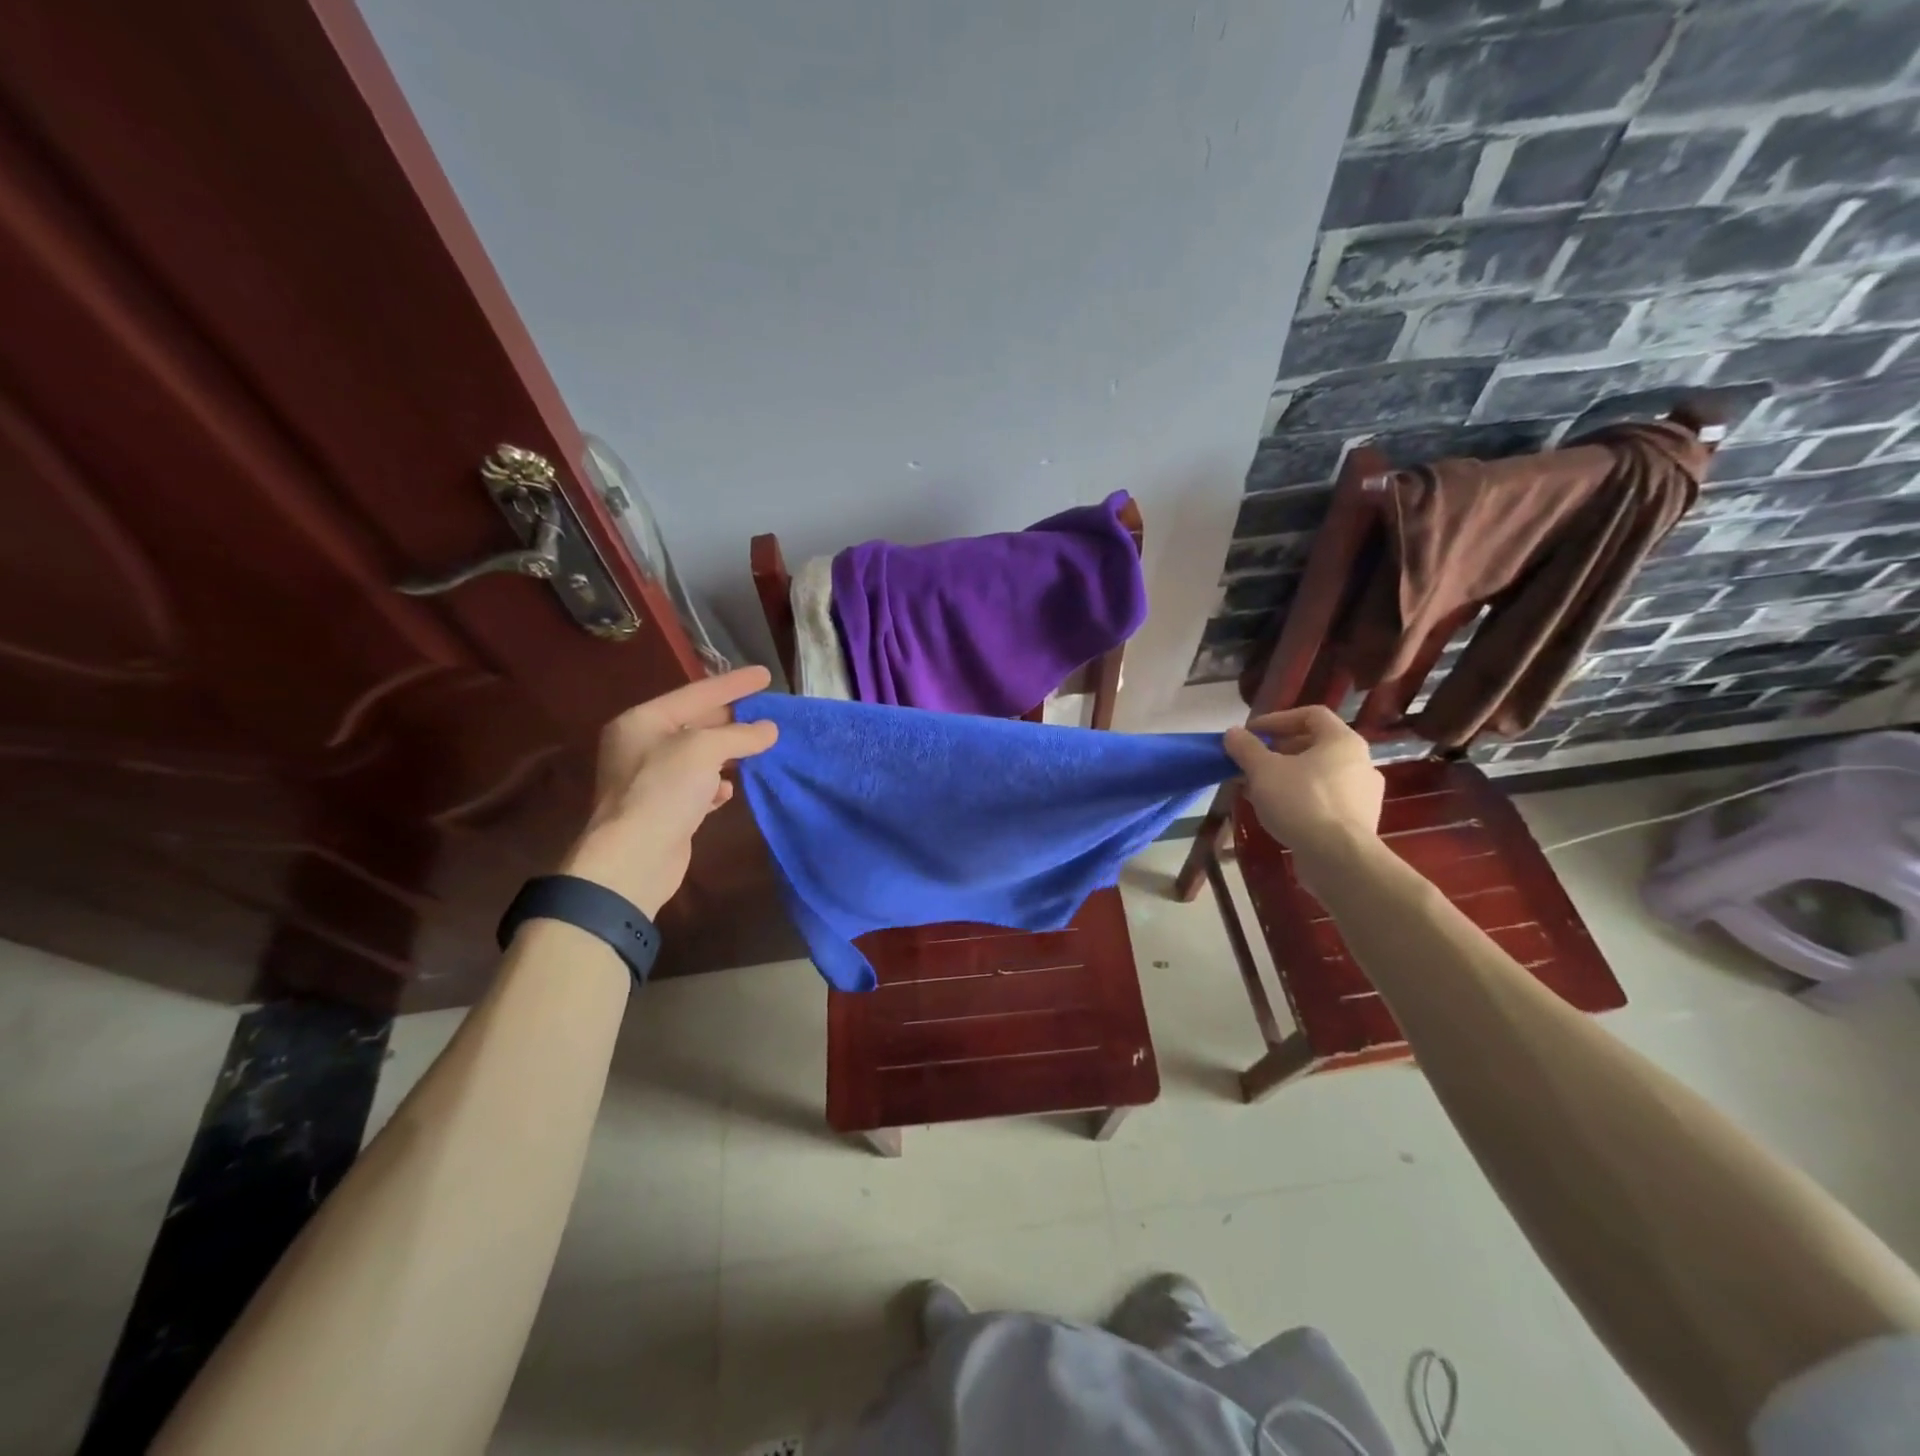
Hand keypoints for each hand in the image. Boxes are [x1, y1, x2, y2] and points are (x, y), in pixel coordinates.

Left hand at [559, 666, 778, 916]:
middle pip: (696, 723)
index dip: (733, 683)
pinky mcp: (664, 809)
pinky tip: (729, 791)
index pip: (696, 693)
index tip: (766, 675)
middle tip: (769, 711)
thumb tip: (769, 730)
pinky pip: (696, 787)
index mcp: (643, 721)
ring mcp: (651, 779)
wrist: (633, 859)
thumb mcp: (703, 750)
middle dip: (733, 719)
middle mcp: (642, 745)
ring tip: (761, 747)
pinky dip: (715, 785)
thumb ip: (739, 735)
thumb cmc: (663, 790)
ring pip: (700, 756)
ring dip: (729, 753)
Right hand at [1223, 706, 1383, 878]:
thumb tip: (1233, 733)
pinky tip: (1278, 813)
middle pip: (1315, 745)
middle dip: (1278, 751)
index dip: (1277, 719)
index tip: (1251, 733)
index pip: (1311, 715)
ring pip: (1318, 775)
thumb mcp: (1263, 770)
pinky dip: (1300, 799)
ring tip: (1258, 790)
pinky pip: (1325, 800)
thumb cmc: (1301, 802)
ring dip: (1286, 777)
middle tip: (1251, 763)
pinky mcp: (1358, 822)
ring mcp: (1363, 794)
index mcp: (1342, 741)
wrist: (1338, 858)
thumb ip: (1246, 748)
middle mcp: (1360, 762)